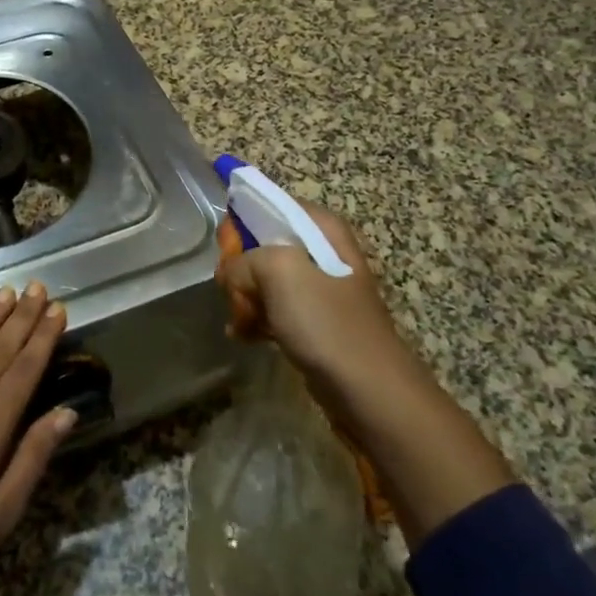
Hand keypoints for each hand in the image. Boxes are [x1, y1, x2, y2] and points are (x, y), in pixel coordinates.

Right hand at [216, 203, 408, 422]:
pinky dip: (255, 319)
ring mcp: (318, 288)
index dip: (242, 224)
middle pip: (262, 244)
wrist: (368, 390)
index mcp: (322, 228)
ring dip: (245, 298)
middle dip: (241, 268)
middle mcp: (322, 251)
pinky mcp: (313, 321)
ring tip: (240, 321)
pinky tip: (245, 335)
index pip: (270, 205)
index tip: (228, 251)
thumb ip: (243, 260)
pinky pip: (273, 308)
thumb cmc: (326, 322)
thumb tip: (230, 274)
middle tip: (236, 293)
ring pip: (264, 279)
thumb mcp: (279, 271)